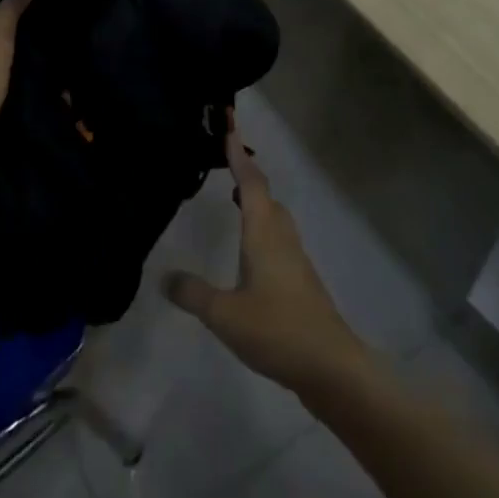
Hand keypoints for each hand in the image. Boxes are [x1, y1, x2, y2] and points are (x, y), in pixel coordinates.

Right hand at [164, 113, 367, 395]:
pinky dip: (262, 231)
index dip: (239, 157)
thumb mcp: (224, 314)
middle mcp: (282, 239)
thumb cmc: (277, 330)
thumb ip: (193, 293)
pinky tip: (250, 254)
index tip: (229, 130)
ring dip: (257, 204)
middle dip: (248, 177)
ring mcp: (295, 262)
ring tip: (235, 201)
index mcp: (263, 233)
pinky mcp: (301, 284)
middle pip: (267, 197)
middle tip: (227, 165)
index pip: (251, 183)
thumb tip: (166, 277)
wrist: (332, 368)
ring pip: (275, 220)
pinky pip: (278, 242)